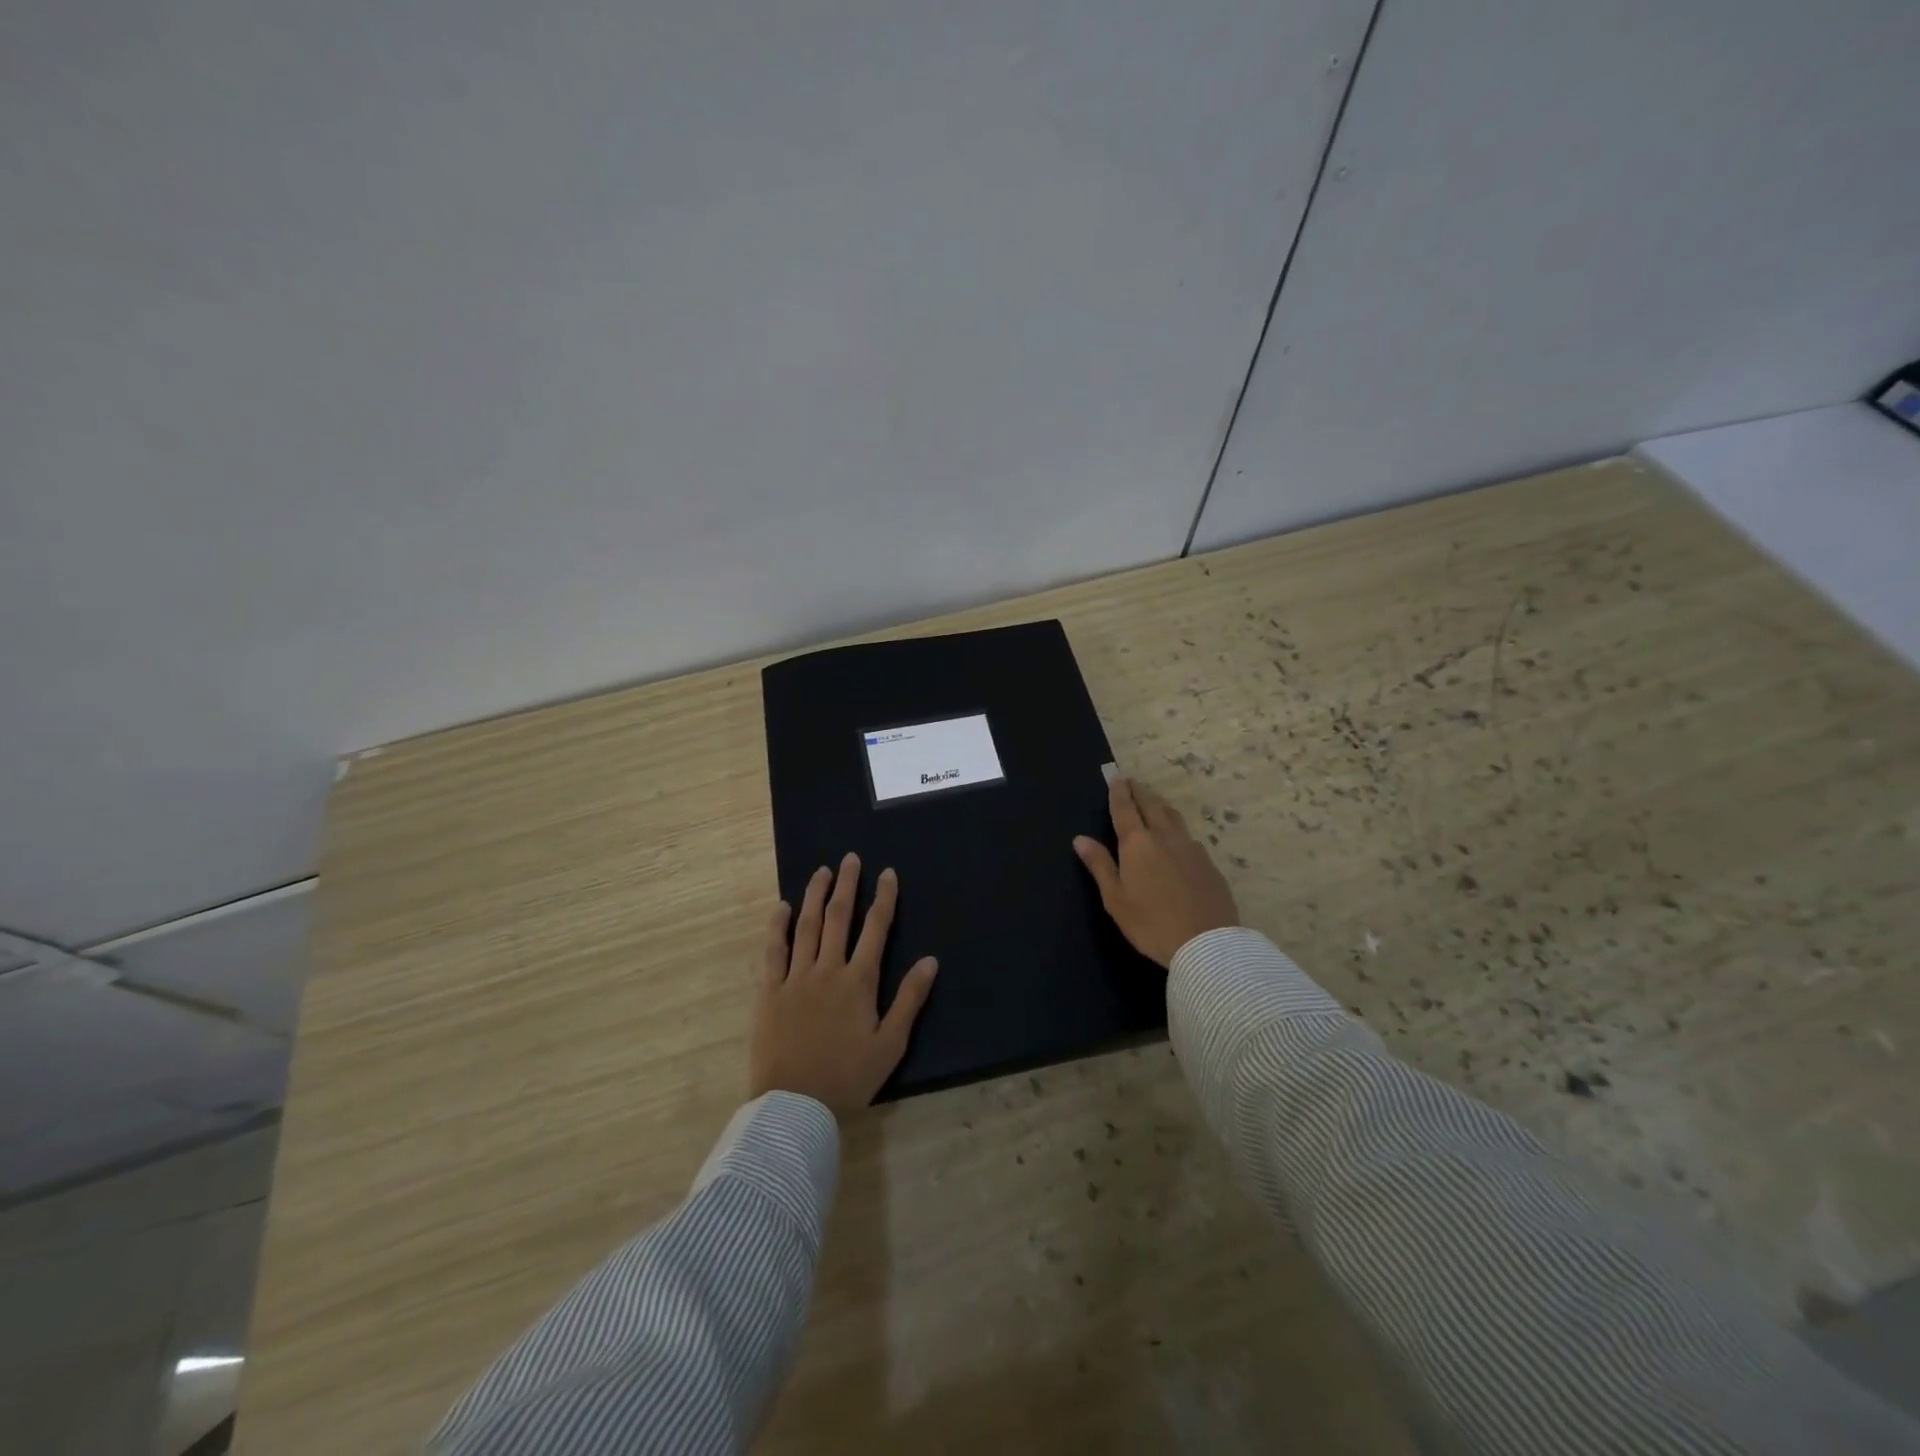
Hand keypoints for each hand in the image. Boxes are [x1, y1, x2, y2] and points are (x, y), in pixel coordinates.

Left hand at [749, 852, 938, 1117]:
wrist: (795, 1106)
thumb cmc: (848, 1078)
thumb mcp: (890, 1044)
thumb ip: (910, 999)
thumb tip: (931, 960)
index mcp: (859, 981)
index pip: (876, 929)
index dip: (884, 898)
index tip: (887, 873)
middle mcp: (828, 970)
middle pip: (839, 917)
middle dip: (847, 885)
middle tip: (850, 858)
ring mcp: (796, 978)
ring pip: (807, 926)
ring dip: (815, 895)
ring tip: (822, 871)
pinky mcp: (770, 992)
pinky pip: (774, 951)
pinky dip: (778, 926)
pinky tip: (782, 907)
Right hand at [1073, 777, 1239, 967]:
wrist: (1206, 944)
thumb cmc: (1151, 923)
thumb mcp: (1115, 898)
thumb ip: (1100, 865)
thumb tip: (1080, 838)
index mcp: (1138, 844)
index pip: (1125, 809)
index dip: (1119, 792)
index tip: (1116, 777)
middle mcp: (1165, 837)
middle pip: (1151, 806)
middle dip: (1140, 792)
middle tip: (1132, 782)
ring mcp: (1191, 849)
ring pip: (1174, 817)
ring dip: (1160, 804)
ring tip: (1153, 800)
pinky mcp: (1209, 864)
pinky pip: (1189, 837)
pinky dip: (1177, 828)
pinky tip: (1178, 838)